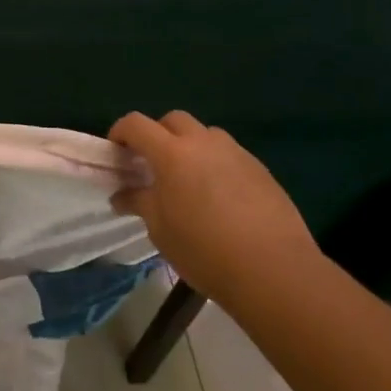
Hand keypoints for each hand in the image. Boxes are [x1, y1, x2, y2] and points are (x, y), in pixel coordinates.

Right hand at [109, 110, 318, 303]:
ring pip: (205, 134)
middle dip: (157, 134)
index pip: (136, 124)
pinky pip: (229, 154)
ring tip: (189, 180)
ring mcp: (235, 153)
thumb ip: (139, 202)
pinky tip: (220, 197)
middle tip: (152, 165)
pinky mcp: (260, 169)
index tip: (116, 153)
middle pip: (173, 120)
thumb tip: (121, 195)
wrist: (274, 270)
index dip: (120, 132)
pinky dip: (216, 164)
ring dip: (190, 146)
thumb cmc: (204, 250)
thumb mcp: (160, 229)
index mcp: (171, 153)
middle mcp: (203, 142)